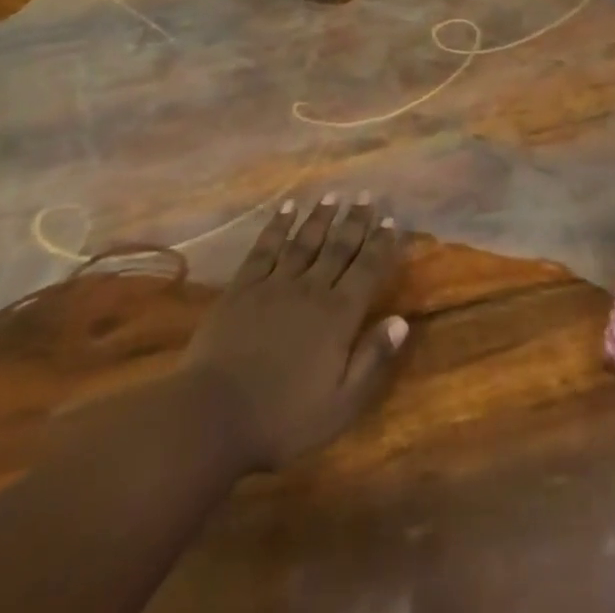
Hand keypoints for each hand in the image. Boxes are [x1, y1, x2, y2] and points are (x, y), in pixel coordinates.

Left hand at [181, 194, 406, 474]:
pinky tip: (286, 209)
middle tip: (367, 196)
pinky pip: (265, 248)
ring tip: (334, 195)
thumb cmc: (282, 419)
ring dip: (321, 217)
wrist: (213, 416)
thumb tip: (401, 321)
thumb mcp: (340, 405)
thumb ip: (372, 361)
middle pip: (338, 248)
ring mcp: (275, 285)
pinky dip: (278, 226)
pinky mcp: (243, 287)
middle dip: (355, 221)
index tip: (391, 221)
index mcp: (338, 317)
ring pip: (305, 241)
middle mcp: (311, 290)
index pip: (367, 271)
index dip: (381, 245)